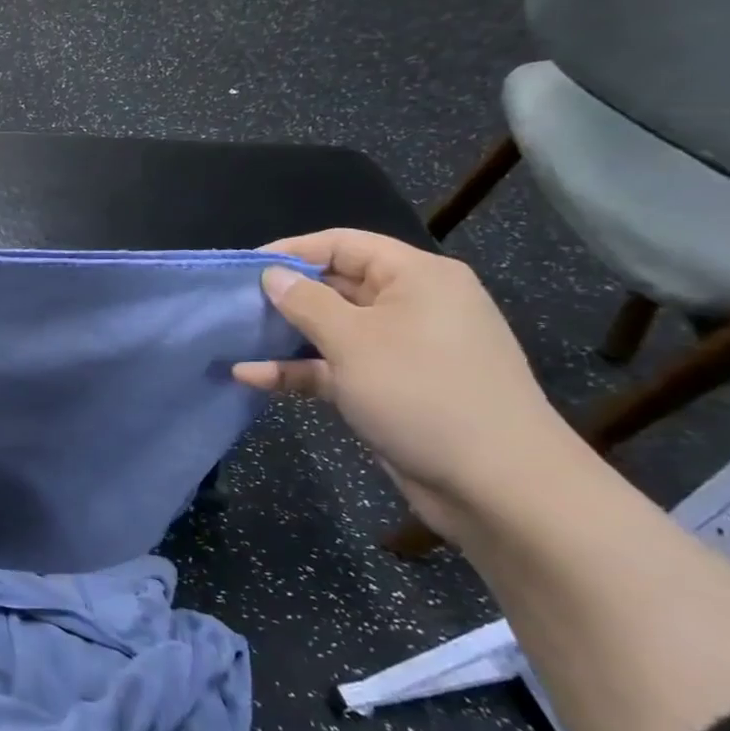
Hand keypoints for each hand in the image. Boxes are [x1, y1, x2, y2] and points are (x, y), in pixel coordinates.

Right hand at [232, 229, 577, 540]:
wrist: (497, 485)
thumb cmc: (422, 393)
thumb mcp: (353, 340)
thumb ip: (305, 302)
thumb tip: (272, 275)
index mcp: (416, 278)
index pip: (343, 245)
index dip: (291, 251)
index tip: (243, 268)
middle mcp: (411, 306)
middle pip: (335, 285)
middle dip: (284, 295)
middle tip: (232, 305)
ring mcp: (401, 350)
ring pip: (332, 330)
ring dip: (284, 336)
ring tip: (235, 339)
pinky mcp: (390, 389)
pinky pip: (336, 367)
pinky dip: (299, 370)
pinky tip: (252, 377)